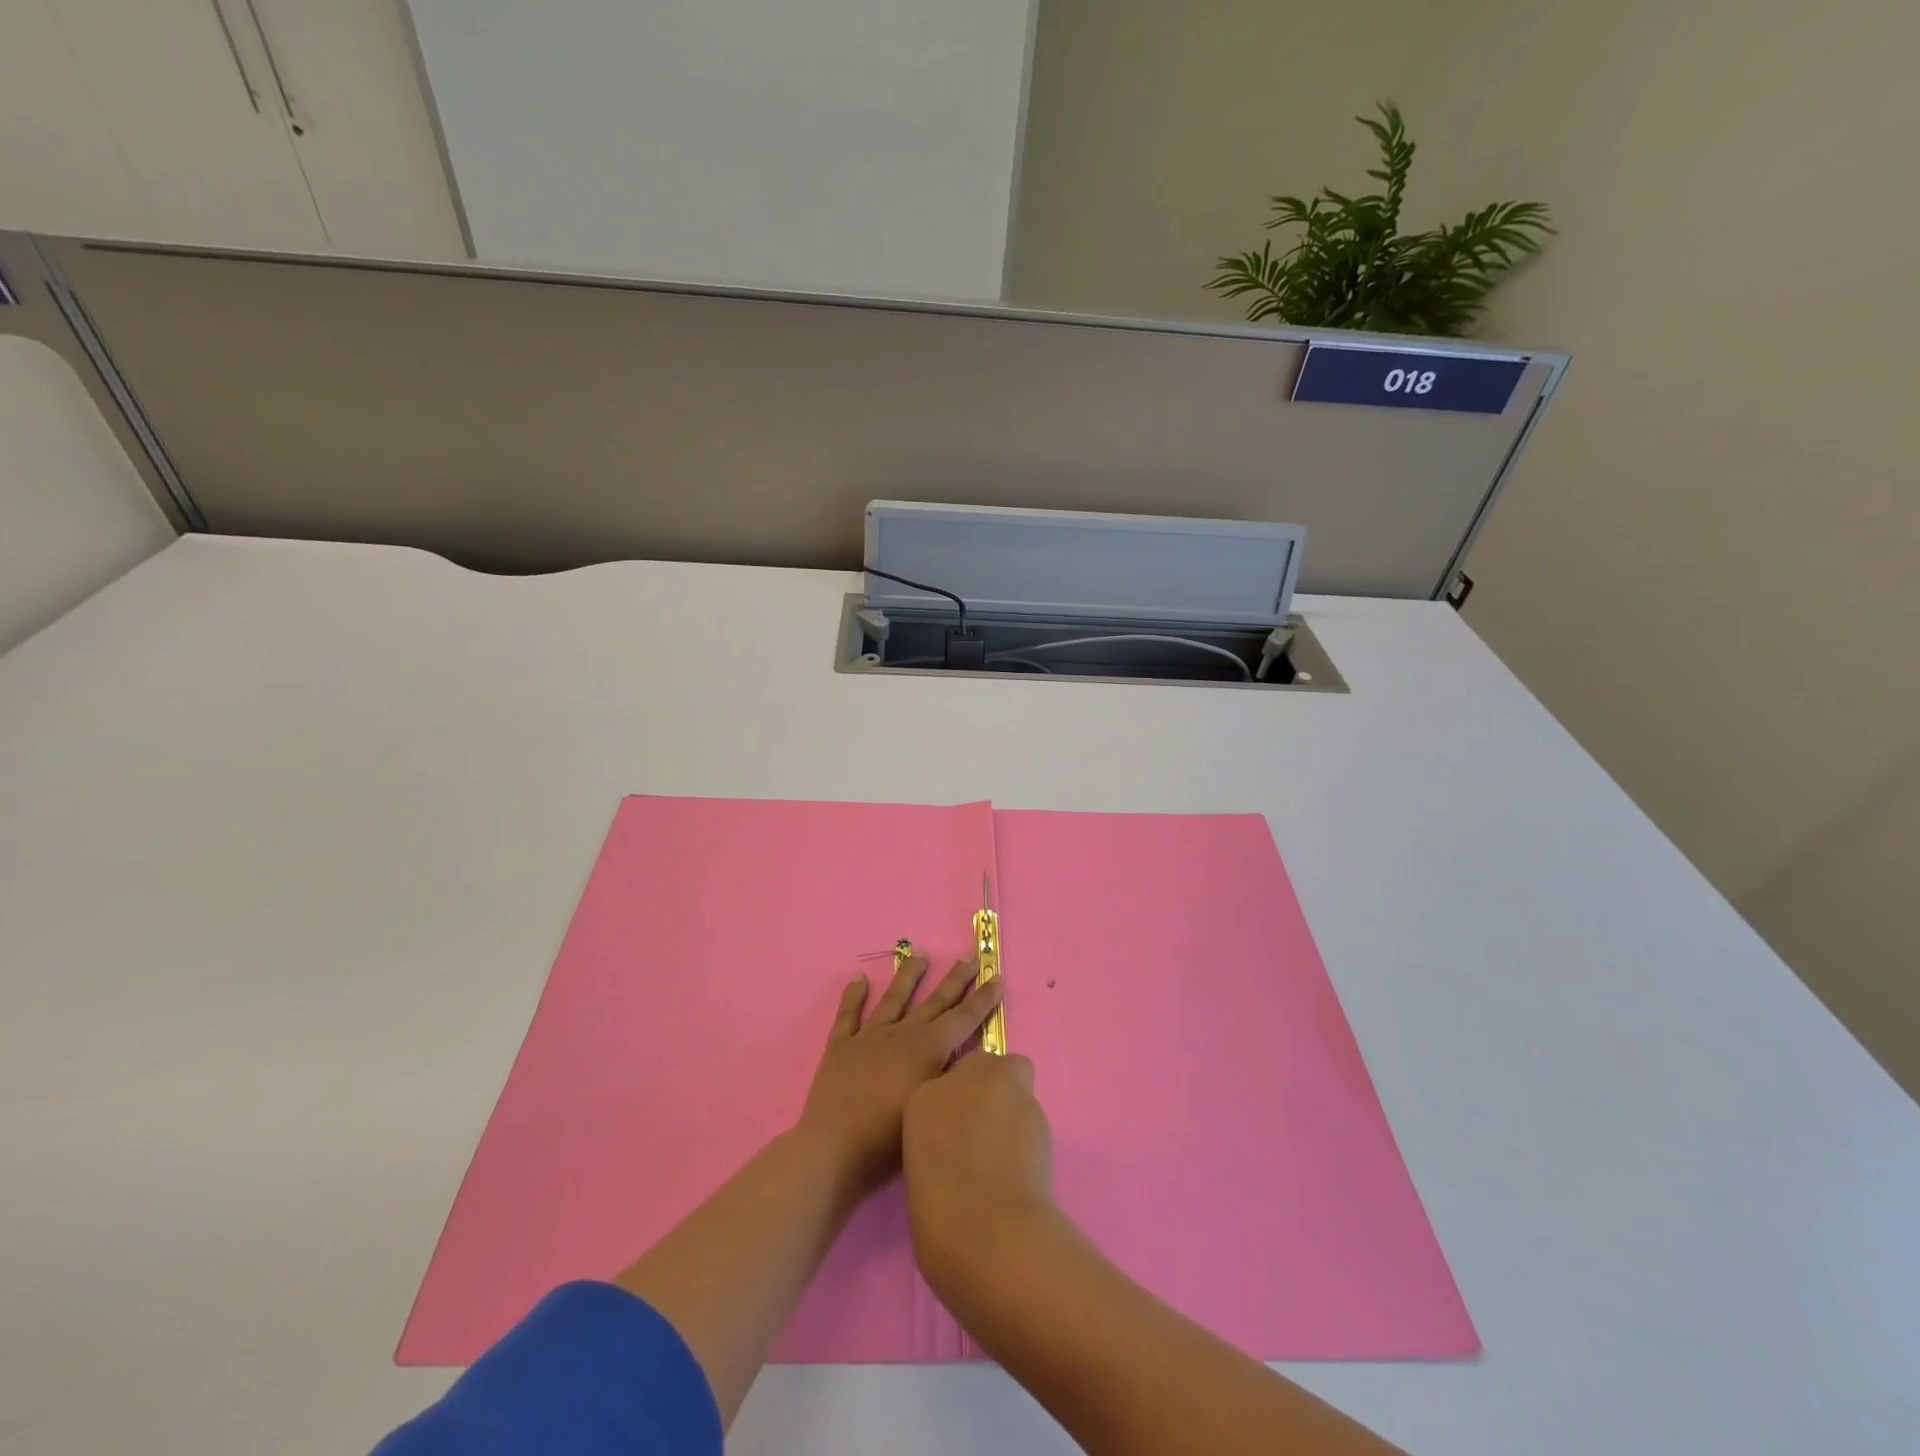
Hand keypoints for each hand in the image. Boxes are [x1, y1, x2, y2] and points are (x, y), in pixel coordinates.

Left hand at [798, 954, 1003, 1194]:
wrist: (834, 1149)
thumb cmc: (889, 1140)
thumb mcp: (934, 1107)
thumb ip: (952, 1079)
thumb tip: (969, 1058)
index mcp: (928, 1049)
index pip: (963, 1018)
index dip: (982, 999)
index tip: (996, 976)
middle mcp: (902, 1034)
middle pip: (934, 1001)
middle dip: (956, 979)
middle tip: (970, 956)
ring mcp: (869, 1037)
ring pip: (894, 998)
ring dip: (909, 975)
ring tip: (919, 953)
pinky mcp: (841, 1047)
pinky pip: (848, 1015)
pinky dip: (853, 996)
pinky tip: (859, 979)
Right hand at [902, 1051, 1055, 1298]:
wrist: (987, 1236)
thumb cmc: (942, 1221)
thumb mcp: (923, 1173)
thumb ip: (940, 1142)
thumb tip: (963, 1145)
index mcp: (919, 1101)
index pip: (943, 1085)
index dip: (957, 1110)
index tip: (962, 1138)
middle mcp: (956, 1081)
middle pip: (982, 1065)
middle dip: (989, 1089)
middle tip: (990, 1132)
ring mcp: (995, 1084)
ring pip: (1014, 1076)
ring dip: (1013, 1104)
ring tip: (1012, 1152)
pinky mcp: (1030, 1099)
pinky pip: (1031, 1105)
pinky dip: (1030, 1128)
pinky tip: (1027, 1161)